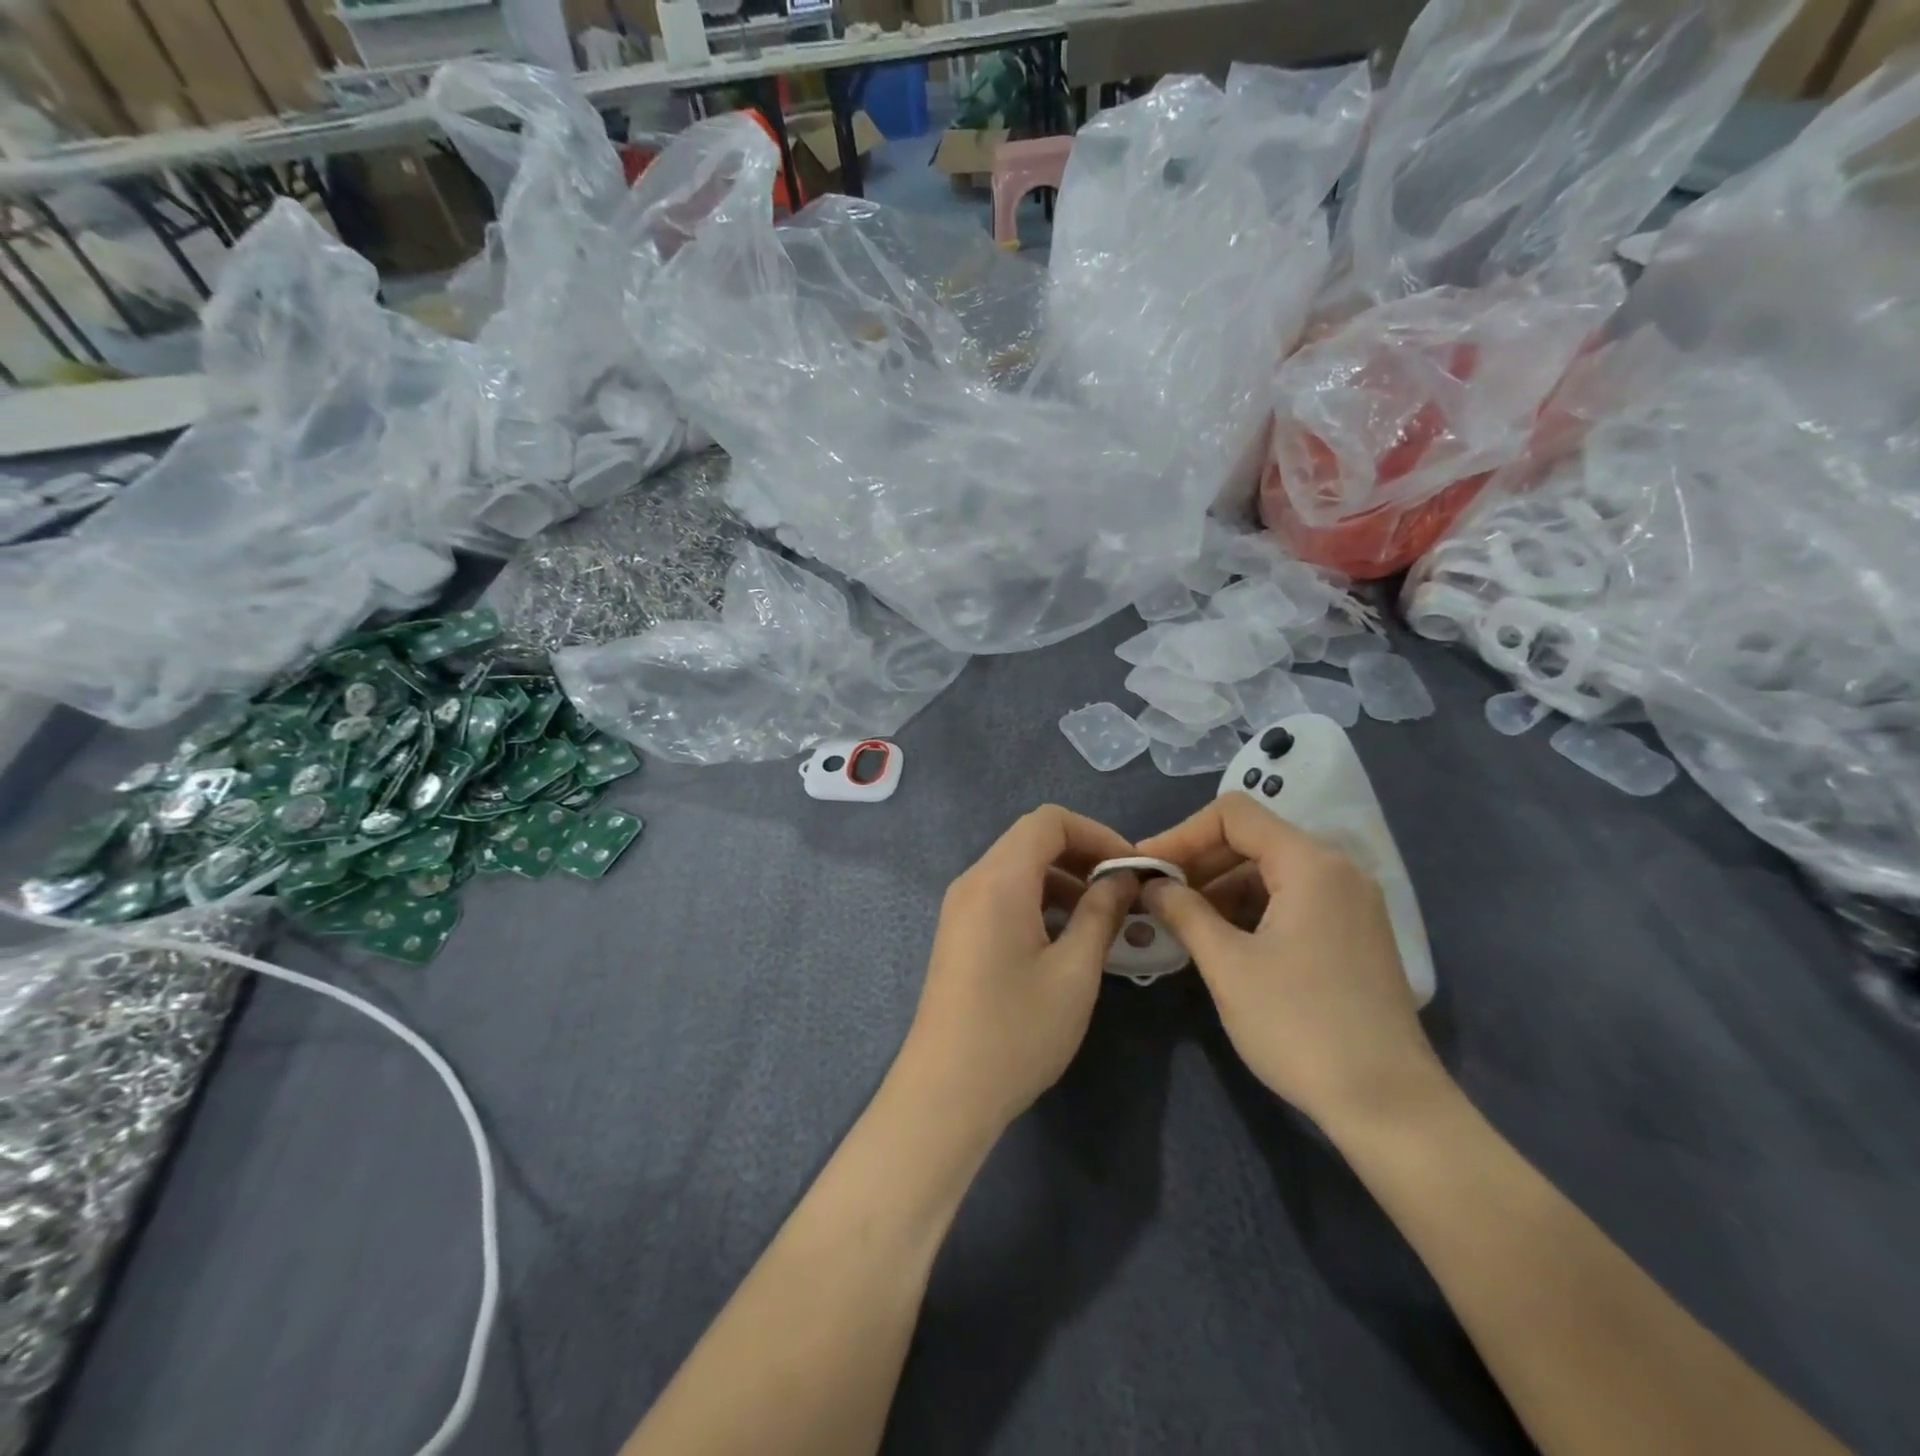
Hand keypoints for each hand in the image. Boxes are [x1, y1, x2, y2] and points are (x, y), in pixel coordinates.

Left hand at [898, 805, 1136, 1136]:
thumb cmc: (1016, 1031)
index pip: (1048, 821)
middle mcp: (973, 881)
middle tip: (1124, 890)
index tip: (1132, 868)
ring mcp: (961, 906)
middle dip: (1083, 854)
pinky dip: (1040, 898)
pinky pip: (1004, 893)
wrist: (946, 1091)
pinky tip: (1068, 935)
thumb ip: (1101, 914)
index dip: (1097, 833)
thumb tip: (1123, 879)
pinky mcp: (960, 931)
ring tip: (1104, 915)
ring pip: (1018, 867)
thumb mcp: (1074, 972)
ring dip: (1063, 878)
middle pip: (1031, 839)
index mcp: (999, 880)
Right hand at [1137, 795, 1443, 1131]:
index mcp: (1310, 864)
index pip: (1233, 815)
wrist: (1389, 1106)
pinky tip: (1219, 940)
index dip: (1181, 833)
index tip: (1145, 866)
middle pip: (1252, 839)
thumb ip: (1183, 911)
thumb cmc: (1301, 1026)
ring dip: (1220, 888)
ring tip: (1179, 921)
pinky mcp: (1351, 934)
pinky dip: (1249, 910)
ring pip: (1270, 872)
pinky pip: (1290, 900)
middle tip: (1155, 894)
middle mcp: (1336, 870)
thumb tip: (1152, 884)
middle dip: (1198, 861)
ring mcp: (1349, 903)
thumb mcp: (1228, 965)